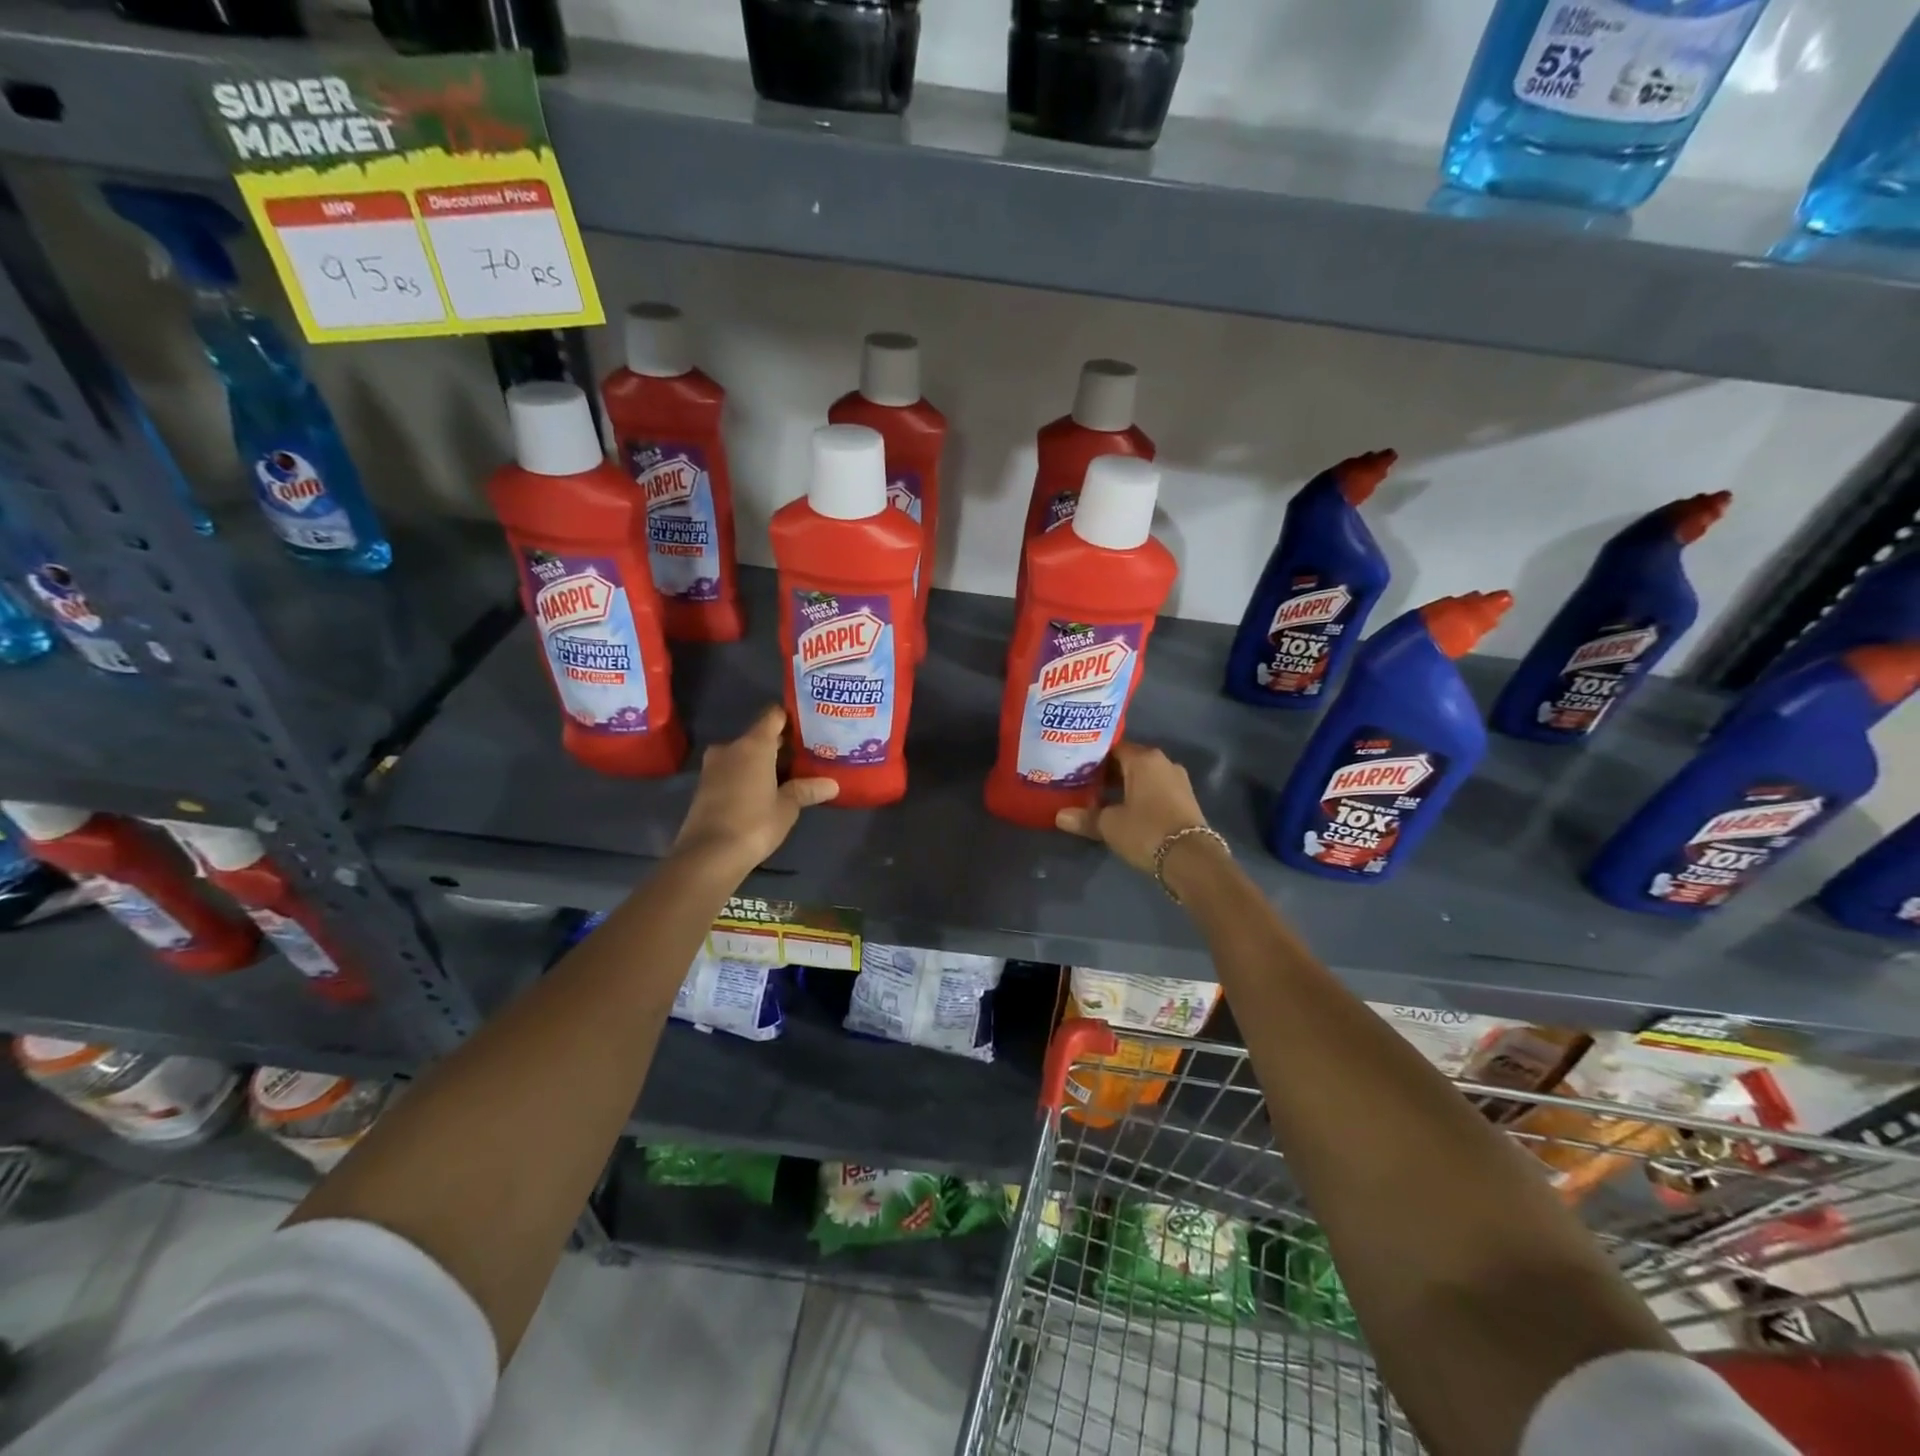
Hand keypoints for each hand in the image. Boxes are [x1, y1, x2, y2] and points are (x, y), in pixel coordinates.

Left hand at [671, 706, 837, 873]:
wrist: (708, 855)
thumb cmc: (754, 823)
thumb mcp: (787, 807)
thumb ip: (807, 790)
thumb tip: (832, 785)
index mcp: (753, 744)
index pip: (773, 716)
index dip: (791, 718)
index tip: (810, 727)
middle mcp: (731, 747)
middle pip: (760, 736)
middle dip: (781, 745)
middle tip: (807, 755)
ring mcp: (714, 766)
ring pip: (745, 754)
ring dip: (764, 762)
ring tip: (790, 774)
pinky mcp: (705, 786)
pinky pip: (733, 770)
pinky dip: (748, 775)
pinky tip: (766, 790)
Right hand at [1055, 741, 1210, 875]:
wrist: (1192, 859)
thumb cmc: (1146, 831)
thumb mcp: (1110, 825)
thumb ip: (1085, 817)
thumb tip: (1059, 816)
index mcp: (1143, 759)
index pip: (1112, 747)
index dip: (1092, 756)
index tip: (1074, 766)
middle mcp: (1163, 762)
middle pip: (1128, 760)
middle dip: (1107, 771)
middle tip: (1082, 782)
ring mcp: (1177, 780)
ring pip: (1143, 776)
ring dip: (1124, 785)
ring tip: (1099, 797)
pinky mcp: (1185, 798)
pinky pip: (1155, 788)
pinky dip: (1139, 794)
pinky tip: (1124, 808)